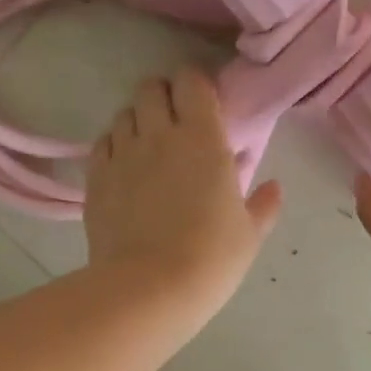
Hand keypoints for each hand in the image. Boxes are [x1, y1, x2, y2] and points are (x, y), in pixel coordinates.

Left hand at [85, 68, 281, 340]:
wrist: (149, 288)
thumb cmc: (210, 258)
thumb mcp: (248, 235)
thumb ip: (263, 205)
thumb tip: (274, 187)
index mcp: (202, 138)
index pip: (192, 81)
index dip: (196, 86)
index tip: (205, 105)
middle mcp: (158, 134)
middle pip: (151, 88)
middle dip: (163, 96)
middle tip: (175, 123)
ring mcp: (122, 154)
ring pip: (123, 114)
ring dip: (137, 122)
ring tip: (148, 148)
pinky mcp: (95, 178)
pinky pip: (102, 144)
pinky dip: (113, 147)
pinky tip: (123, 169)